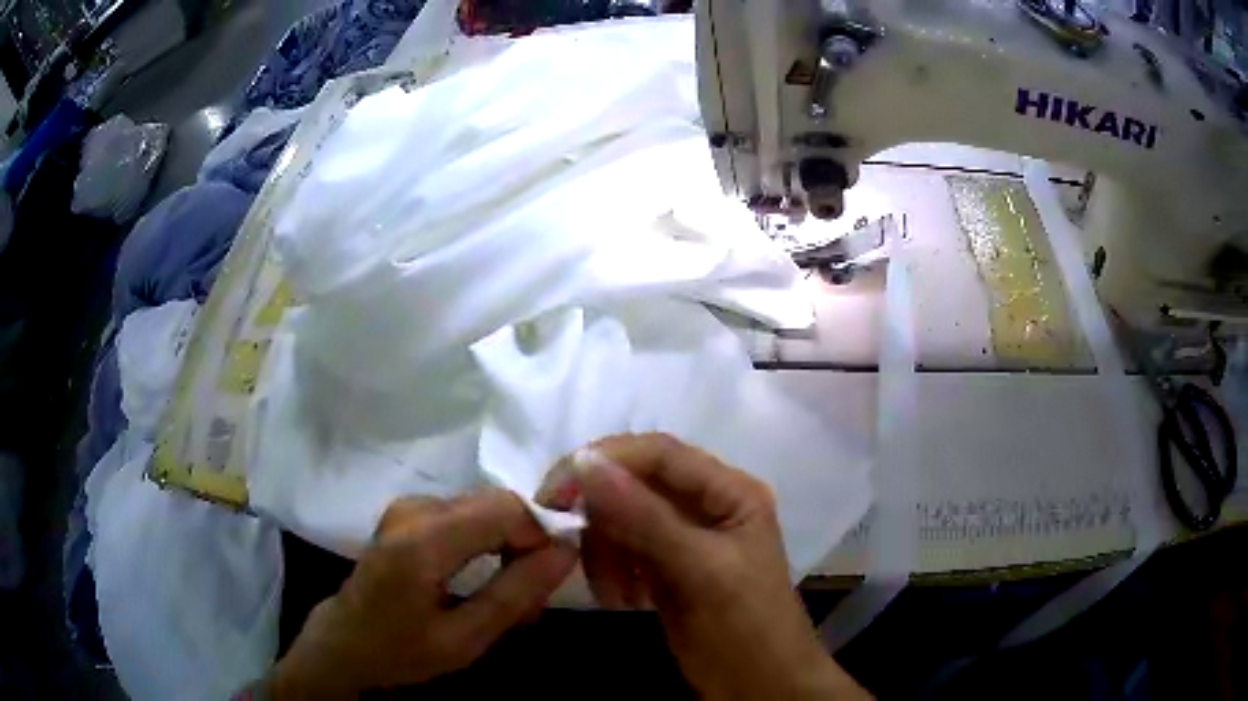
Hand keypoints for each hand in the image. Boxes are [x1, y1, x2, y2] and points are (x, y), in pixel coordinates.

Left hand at [269, 490, 576, 697]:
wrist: (345, 643)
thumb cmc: (400, 650)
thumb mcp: (465, 638)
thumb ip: (516, 593)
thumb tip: (567, 550)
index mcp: (422, 539)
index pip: (505, 507)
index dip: (540, 533)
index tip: (550, 577)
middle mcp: (414, 507)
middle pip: (496, 503)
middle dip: (526, 543)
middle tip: (532, 595)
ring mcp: (408, 505)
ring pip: (485, 508)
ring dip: (508, 546)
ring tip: (510, 595)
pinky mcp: (408, 512)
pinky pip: (466, 515)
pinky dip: (487, 543)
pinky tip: (484, 580)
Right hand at [538, 434, 868, 699]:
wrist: (760, 687)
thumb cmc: (745, 626)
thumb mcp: (700, 570)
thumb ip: (645, 517)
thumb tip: (584, 461)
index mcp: (729, 491)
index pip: (659, 454)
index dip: (606, 461)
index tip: (557, 488)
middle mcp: (706, 505)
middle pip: (635, 484)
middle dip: (600, 513)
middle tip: (565, 540)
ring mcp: (684, 538)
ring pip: (622, 519)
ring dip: (605, 551)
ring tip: (613, 593)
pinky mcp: (665, 568)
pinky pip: (622, 550)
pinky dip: (610, 571)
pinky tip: (621, 600)